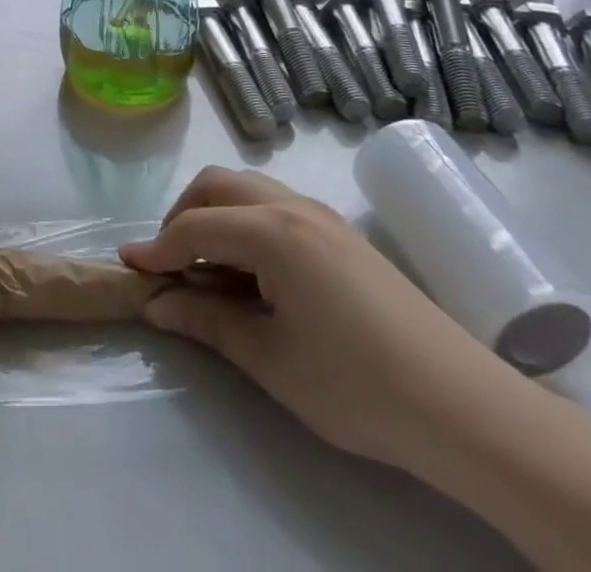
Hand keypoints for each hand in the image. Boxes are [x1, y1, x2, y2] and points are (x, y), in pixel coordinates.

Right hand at [121, 166, 525, 473]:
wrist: (461, 405)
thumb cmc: (357, 385)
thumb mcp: (271, 360)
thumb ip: (208, 323)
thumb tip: (158, 305)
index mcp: (271, 231)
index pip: (195, 226)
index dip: (158, 247)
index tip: (129, 268)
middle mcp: (292, 206)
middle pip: (218, 185)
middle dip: (182, 215)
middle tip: (168, 263)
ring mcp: (321, 215)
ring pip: (247, 189)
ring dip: (215, 214)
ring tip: (207, 268)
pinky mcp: (340, 233)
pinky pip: (274, 205)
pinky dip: (245, 222)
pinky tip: (251, 270)